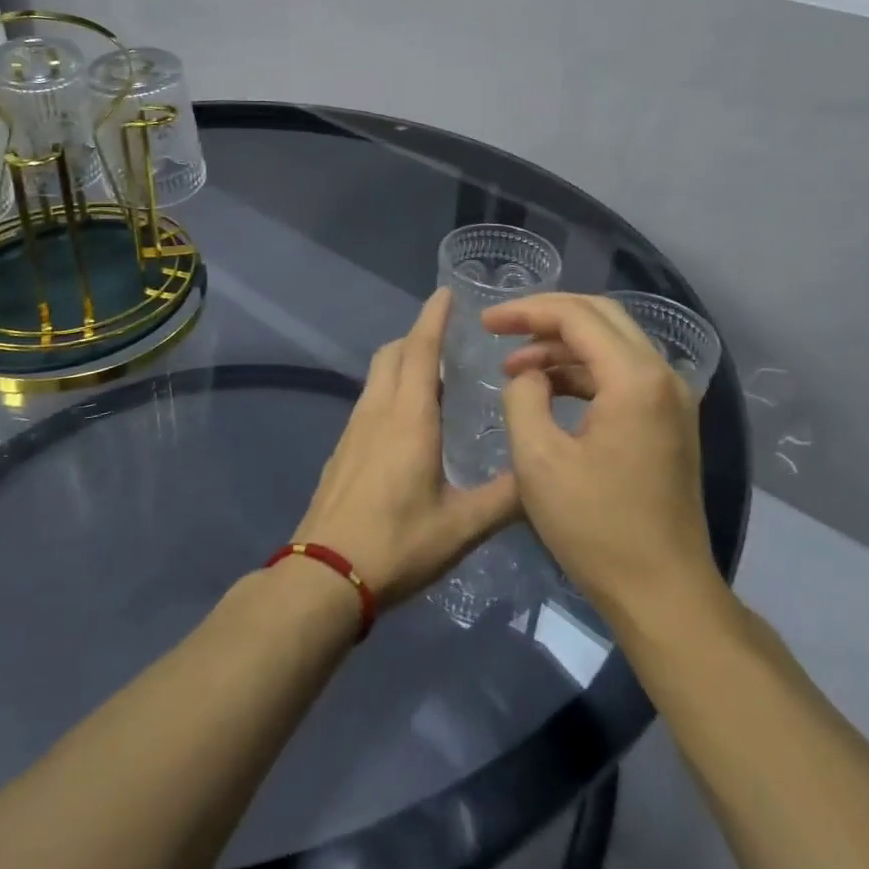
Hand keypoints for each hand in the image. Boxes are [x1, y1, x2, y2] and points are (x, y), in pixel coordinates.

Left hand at [293, 290, 521, 607]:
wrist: (324, 575)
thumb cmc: (396, 544)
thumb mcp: (461, 527)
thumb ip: (506, 499)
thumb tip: (543, 475)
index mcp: (409, 417)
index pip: (420, 349)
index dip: (433, 317)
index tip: (446, 292)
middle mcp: (377, 411)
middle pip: (392, 353)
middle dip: (417, 336)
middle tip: (449, 339)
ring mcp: (353, 430)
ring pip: (376, 377)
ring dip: (402, 363)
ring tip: (434, 377)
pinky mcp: (341, 450)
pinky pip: (368, 401)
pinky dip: (389, 390)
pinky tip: (407, 422)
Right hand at [485, 293, 726, 619]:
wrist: (663, 593)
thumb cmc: (596, 527)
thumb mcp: (538, 459)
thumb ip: (523, 398)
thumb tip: (528, 376)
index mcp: (634, 378)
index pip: (576, 316)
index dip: (526, 311)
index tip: (486, 322)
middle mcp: (663, 375)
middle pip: (600, 316)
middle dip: (545, 317)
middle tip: (501, 328)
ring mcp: (672, 399)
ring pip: (612, 344)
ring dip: (562, 347)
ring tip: (515, 369)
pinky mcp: (669, 421)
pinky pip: (622, 374)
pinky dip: (583, 372)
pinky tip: (549, 392)